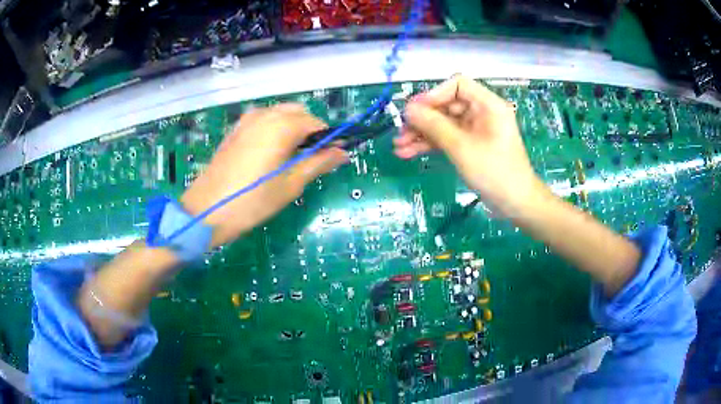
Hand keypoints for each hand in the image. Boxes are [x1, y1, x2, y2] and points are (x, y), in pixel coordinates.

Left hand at [181, 104, 347, 245]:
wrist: (207, 211)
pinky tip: (268, 156)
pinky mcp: (235, 130)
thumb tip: (343, 153)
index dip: (328, 139)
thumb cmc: (252, 201)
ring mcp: (246, 121)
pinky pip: (263, 122)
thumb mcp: (290, 184)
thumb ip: (319, 163)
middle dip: (309, 132)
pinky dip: (274, 131)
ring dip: (292, 130)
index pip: (316, 123)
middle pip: (298, 113)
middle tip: (309, 160)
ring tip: (288, 160)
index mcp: (282, 125)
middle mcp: (265, 114)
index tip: (331, 158)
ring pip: (279, 115)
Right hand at [395, 75, 547, 216]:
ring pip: (443, 123)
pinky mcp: (470, 145)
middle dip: (422, 119)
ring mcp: (475, 130)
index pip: (457, 85)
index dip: (434, 94)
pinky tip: (409, 153)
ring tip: (399, 146)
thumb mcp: (462, 147)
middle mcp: (481, 112)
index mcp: (487, 105)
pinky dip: (430, 144)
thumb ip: (434, 125)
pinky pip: (447, 138)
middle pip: (446, 105)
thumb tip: (408, 109)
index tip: (414, 110)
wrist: (515, 204)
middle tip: (401, 132)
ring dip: (421, 133)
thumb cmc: (494, 172)